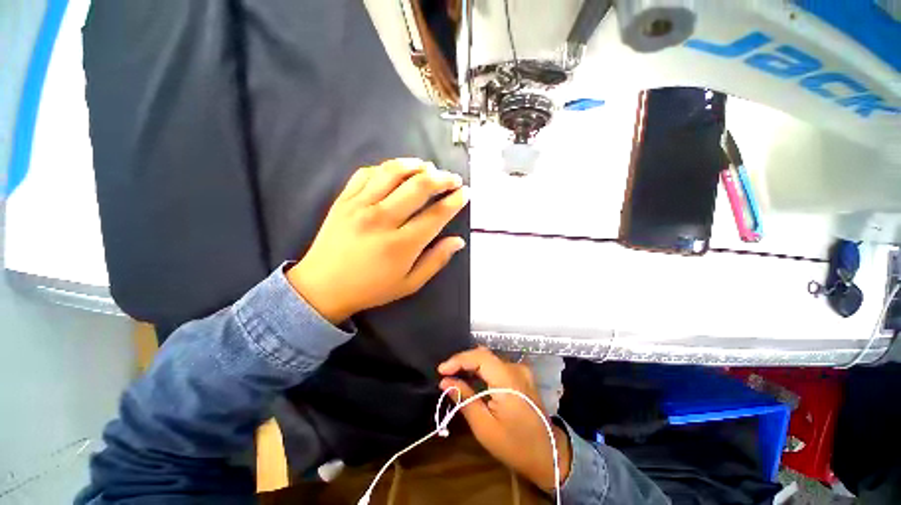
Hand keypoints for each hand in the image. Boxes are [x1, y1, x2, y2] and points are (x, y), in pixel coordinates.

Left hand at [287, 158, 468, 323]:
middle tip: (453, 178)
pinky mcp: (344, 200)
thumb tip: (458, 241)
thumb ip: (436, 261)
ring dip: (416, 165)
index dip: (455, 201)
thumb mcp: (410, 284)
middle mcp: (382, 219)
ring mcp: (360, 206)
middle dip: (442, 178)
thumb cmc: (371, 289)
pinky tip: (397, 171)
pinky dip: (386, 167)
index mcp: (401, 245)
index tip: (465, 193)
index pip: (436, 214)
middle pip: (418, 187)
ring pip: (393, 172)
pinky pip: (367, 173)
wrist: (322, 288)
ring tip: (429, 167)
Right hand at [438, 347, 571, 491]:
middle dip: (462, 362)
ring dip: (471, 365)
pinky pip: (497, 366)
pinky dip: (482, 370)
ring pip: (490, 359)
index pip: (479, 357)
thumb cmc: (515, 445)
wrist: (549, 454)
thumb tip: (445, 381)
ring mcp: (520, 370)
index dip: (458, 360)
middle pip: (484, 355)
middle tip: (446, 374)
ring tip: (454, 376)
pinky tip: (472, 379)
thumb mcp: (484, 427)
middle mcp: (515, 368)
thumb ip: (464, 399)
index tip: (441, 370)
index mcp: (507, 379)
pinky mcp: (522, 376)